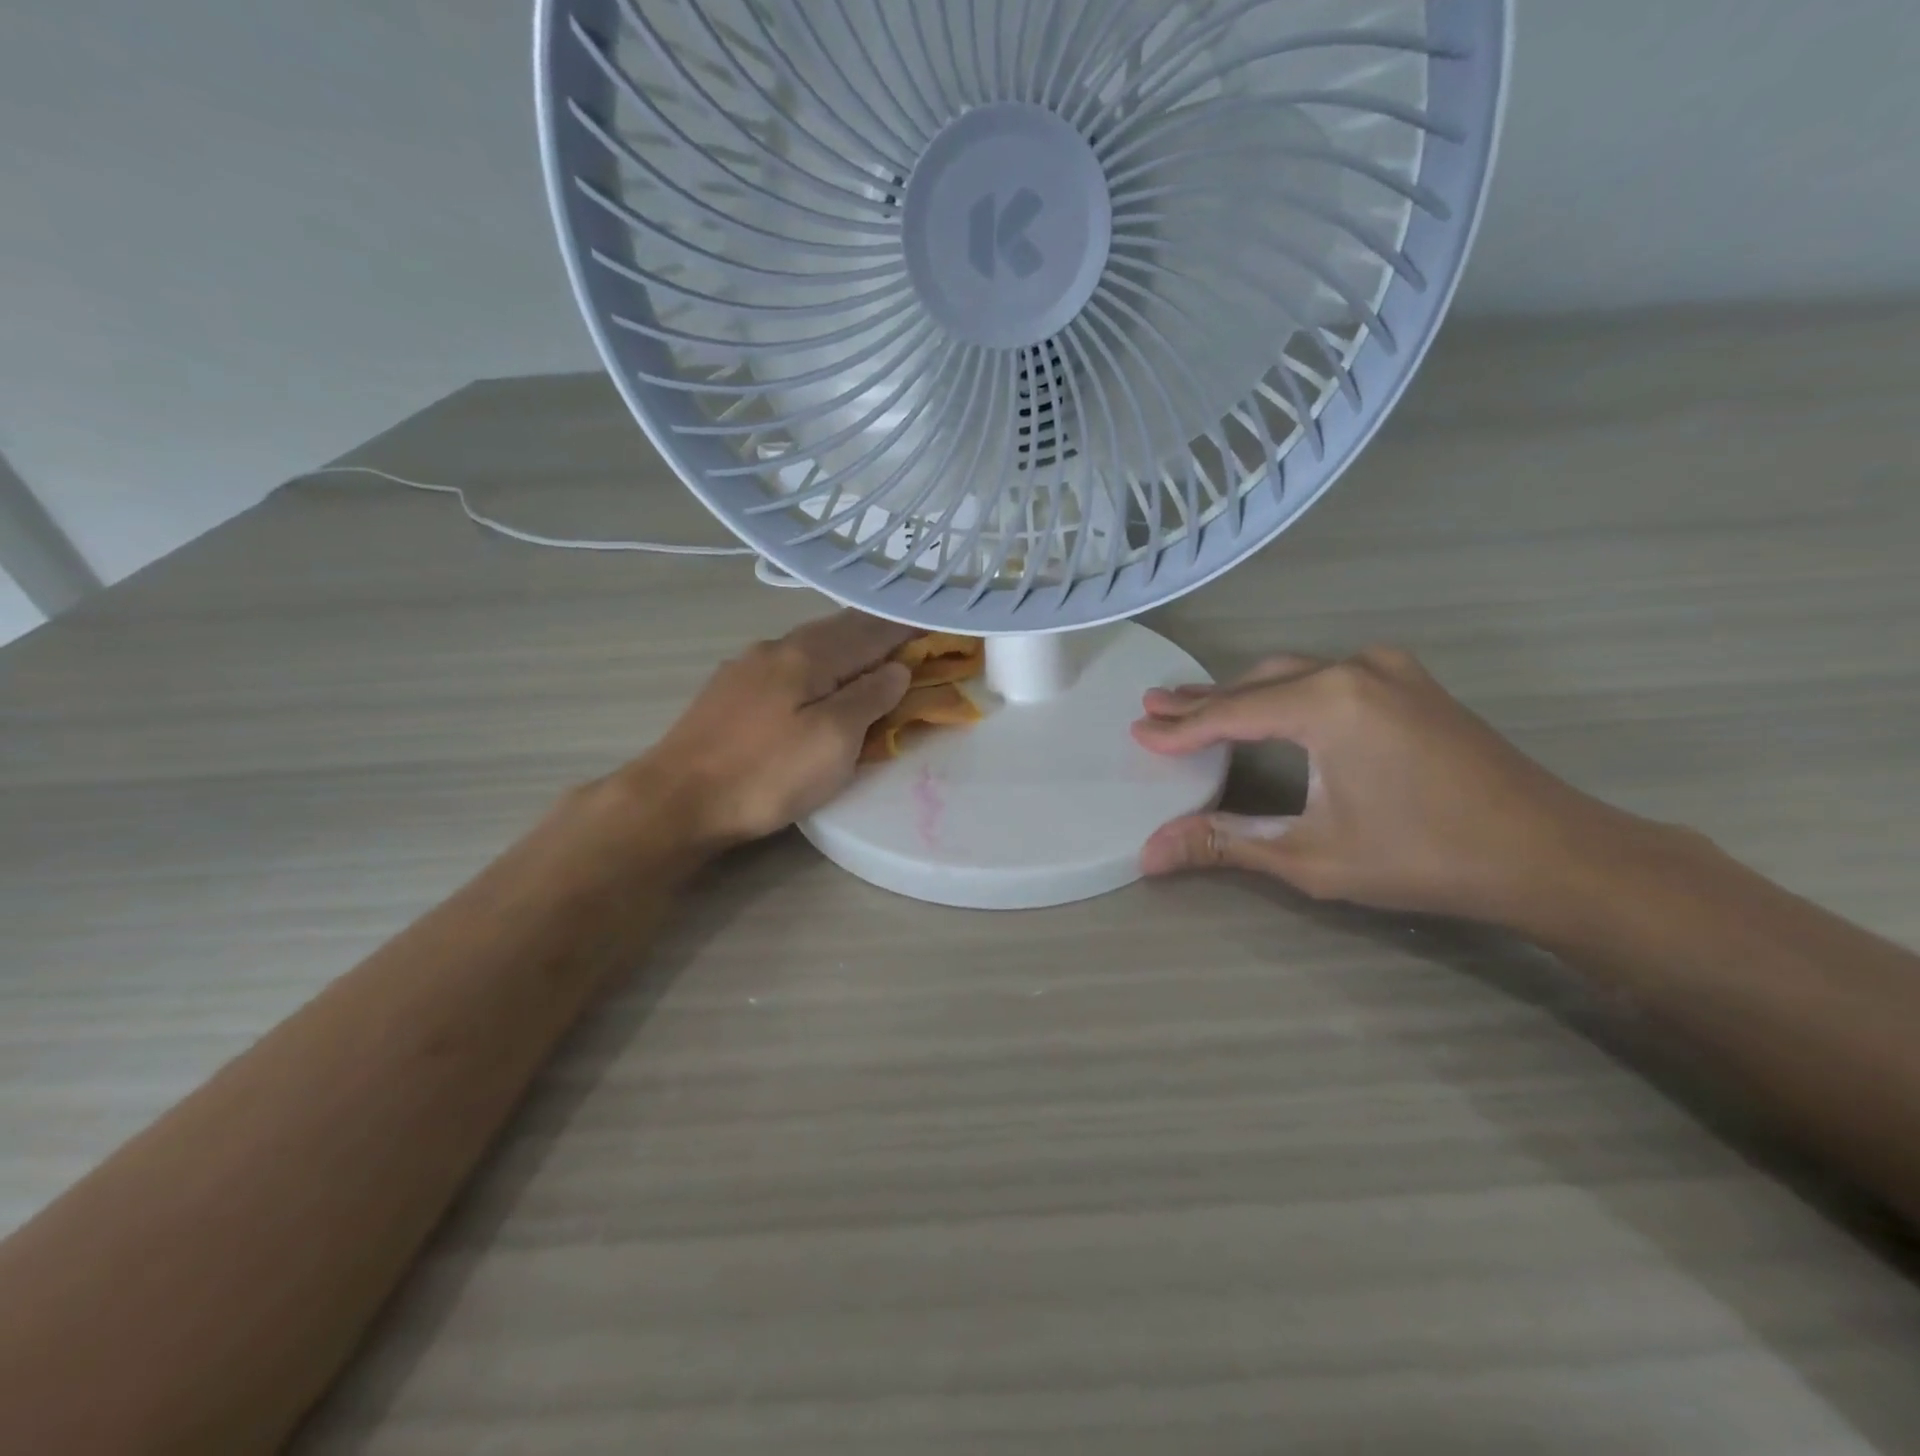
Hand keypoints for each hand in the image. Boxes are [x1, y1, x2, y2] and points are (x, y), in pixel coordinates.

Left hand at [631, 610, 915, 847]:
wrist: (676, 799)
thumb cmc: (766, 772)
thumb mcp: (833, 740)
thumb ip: (869, 698)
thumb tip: (896, 667)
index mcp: (807, 654)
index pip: (869, 631)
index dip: (903, 627)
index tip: (932, 622)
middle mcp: (776, 648)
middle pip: (836, 629)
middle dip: (874, 630)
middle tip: (906, 635)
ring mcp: (746, 667)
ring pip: (808, 645)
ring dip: (844, 645)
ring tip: (868, 654)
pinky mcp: (728, 692)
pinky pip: (787, 663)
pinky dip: (817, 663)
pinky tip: (814, 678)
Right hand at [1132, 647, 1614, 924]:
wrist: (1551, 854)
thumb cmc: (1424, 856)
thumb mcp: (1311, 855)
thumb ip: (1224, 842)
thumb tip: (1148, 853)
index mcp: (1329, 703)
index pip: (1232, 713)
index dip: (1181, 726)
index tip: (1138, 729)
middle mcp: (1354, 670)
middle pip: (1258, 683)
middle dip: (1205, 700)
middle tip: (1156, 707)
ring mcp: (1389, 670)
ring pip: (1293, 674)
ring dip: (1244, 692)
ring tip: (1196, 705)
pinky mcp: (1411, 683)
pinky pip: (1327, 676)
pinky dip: (1285, 691)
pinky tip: (1270, 704)